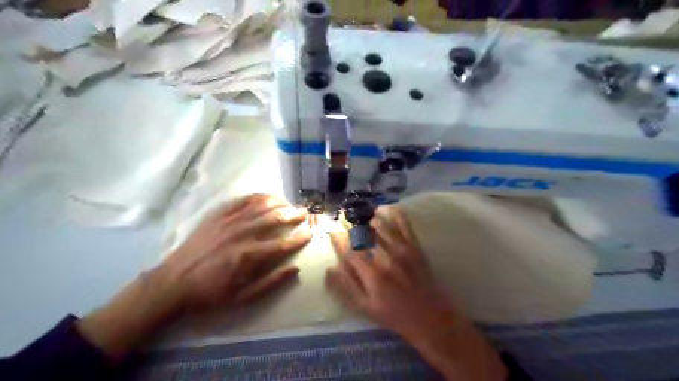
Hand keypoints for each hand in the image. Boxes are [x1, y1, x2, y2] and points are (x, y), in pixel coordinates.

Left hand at [164, 193, 312, 308]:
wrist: (173, 283)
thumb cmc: (210, 293)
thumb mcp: (242, 297)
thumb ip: (271, 282)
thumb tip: (295, 269)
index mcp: (250, 256)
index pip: (283, 244)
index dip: (299, 238)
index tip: (310, 233)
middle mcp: (242, 233)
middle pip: (275, 219)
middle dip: (293, 215)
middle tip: (305, 213)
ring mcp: (229, 221)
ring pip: (260, 205)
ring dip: (279, 202)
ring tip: (289, 203)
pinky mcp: (217, 216)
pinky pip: (241, 201)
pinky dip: (257, 197)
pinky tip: (266, 197)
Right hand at [326, 208, 451, 342]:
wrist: (429, 316)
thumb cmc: (393, 313)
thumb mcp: (365, 307)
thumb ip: (346, 288)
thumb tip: (329, 269)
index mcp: (372, 275)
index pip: (349, 250)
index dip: (338, 239)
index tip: (332, 231)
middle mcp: (386, 258)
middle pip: (364, 234)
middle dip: (351, 225)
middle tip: (344, 220)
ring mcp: (402, 249)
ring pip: (381, 225)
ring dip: (368, 218)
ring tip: (360, 216)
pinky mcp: (415, 245)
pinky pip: (404, 223)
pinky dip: (393, 212)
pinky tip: (383, 209)